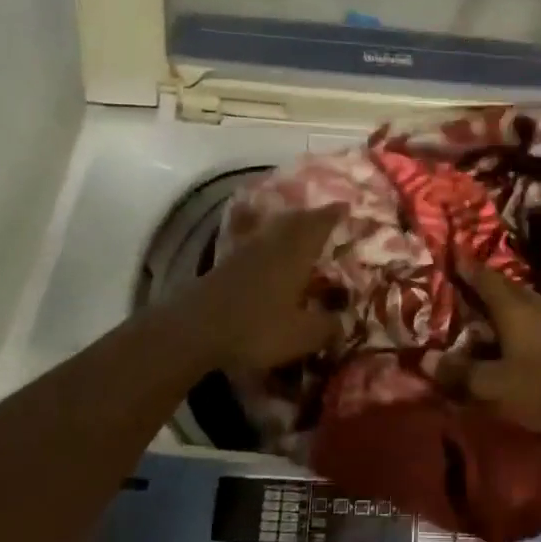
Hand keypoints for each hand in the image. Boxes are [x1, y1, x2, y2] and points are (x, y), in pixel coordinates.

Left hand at [182, 205, 344, 372]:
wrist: (194, 330)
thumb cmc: (256, 328)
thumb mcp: (301, 335)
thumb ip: (327, 326)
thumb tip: (345, 322)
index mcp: (295, 252)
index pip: (319, 223)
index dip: (334, 214)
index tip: (346, 205)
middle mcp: (271, 243)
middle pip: (293, 220)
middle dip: (311, 216)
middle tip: (324, 217)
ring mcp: (244, 251)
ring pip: (271, 229)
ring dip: (286, 226)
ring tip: (298, 231)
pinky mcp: (225, 264)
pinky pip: (252, 242)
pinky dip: (264, 241)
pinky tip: (264, 252)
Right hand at [452, 258, 540, 437]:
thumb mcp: (492, 387)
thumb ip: (458, 373)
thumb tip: (424, 360)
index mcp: (514, 310)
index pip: (487, 281)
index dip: (469, 269)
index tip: (456, 255)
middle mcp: (537, 307)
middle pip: (509, 287)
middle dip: (489, 283)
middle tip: (471, 281)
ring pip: (529, 302)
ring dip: (510, 301)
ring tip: (496, 308)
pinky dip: (527, 319)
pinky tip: (526, 334)